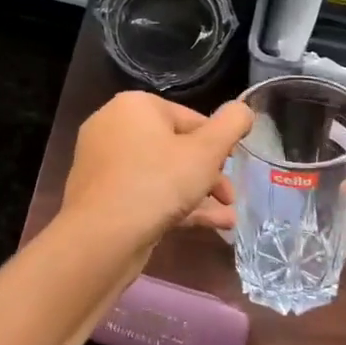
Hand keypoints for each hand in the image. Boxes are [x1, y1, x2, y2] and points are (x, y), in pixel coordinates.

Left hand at [61, 91, 252, 247]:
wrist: (101, 238)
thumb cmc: (157, 183)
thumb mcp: (207, 151)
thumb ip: (231, 125)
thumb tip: (243, 109)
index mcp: (135, 106)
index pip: (190, 118)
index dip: (218, 143)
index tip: (234, 166)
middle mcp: (114, 128)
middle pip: (176, 147)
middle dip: (209, 174)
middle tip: (230, 196)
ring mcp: (104, 165)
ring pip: (163, 174)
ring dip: (199, 194)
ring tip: (228, 218)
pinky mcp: (102, 197)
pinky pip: (146, 194)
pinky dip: (176, 206)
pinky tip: (210, 226)